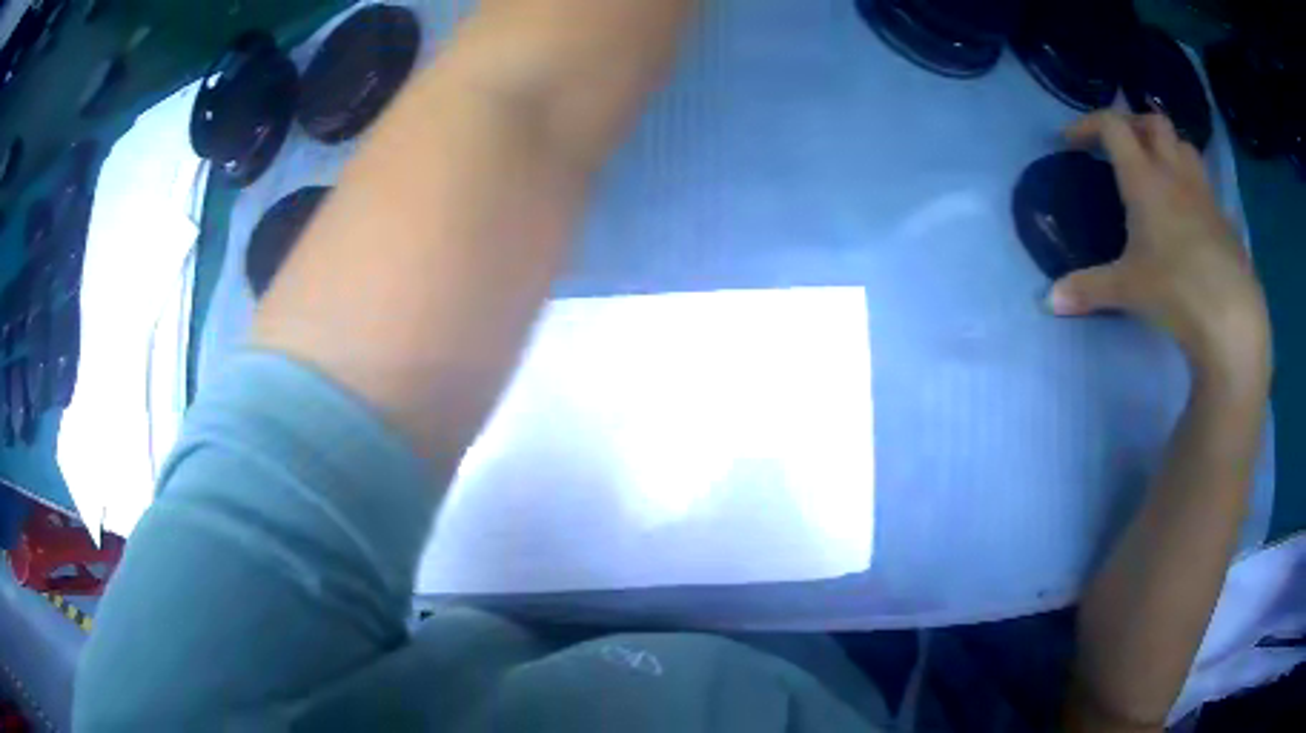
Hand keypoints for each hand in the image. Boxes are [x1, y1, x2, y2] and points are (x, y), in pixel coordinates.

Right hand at [1049, 111, 1269, 380]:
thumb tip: (1048, 301)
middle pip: (1154, 123)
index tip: (1072, 142)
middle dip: (1133, 125)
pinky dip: (1193, 187)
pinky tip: (1190, 217)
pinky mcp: (1224, 220)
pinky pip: (1206, 187)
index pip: (1112, 126)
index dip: (1087, 125)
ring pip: (1185, 146)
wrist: (1231, 319)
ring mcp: (1204, 194)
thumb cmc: (1176, 292)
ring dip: (1168, 148)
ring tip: (1159, 171)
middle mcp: (1175, 174)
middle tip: (1122, 147)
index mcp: (1145, 179)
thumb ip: (1087, 289)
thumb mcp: (1127, 290)